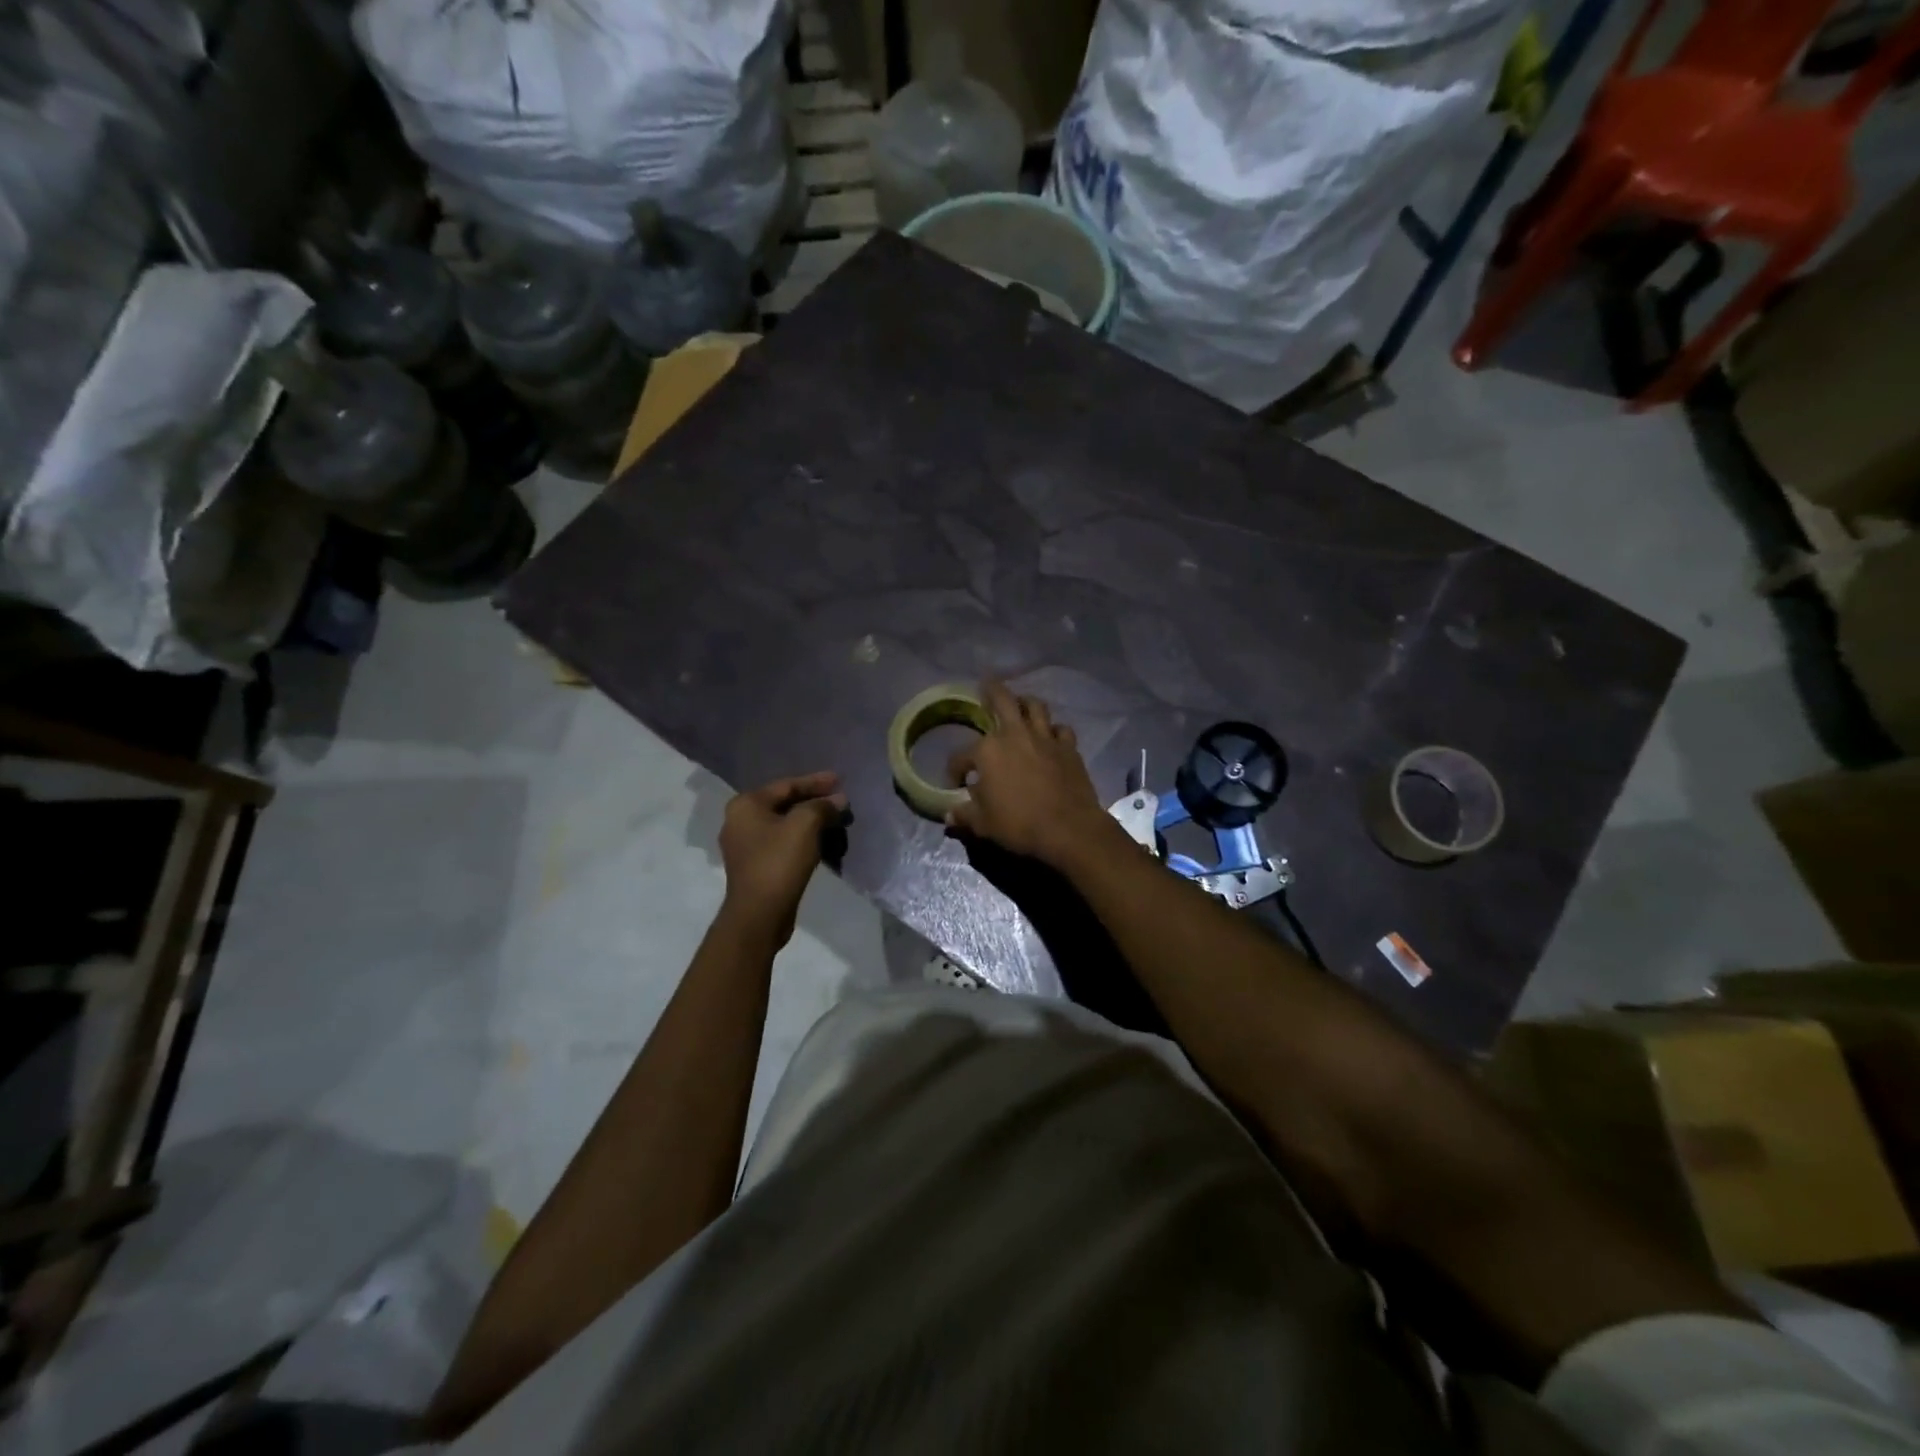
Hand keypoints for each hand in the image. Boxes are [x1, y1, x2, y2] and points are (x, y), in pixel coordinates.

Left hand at [718, 772, 847, 943]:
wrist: (759, 914)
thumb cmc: (779, 862)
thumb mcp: (805, 826)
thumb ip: (822, 806)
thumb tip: (838, 800)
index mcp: (746, 805)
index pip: (787, 785)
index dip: (816, 782)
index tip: (840, 780)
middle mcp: (740, 821)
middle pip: (784, 803)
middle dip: (814, 801)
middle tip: (840, 800)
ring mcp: (745, 845)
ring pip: (784, 824)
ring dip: (810, 820)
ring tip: (835, 819)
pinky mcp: (755, 865)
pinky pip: (782, 842)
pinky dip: (802, 838)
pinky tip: (821, 840)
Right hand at [945, 681, 1111, 867]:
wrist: (1068, 828)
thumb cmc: (1019, 824)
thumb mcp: (983, 824)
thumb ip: (964, 815)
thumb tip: (949, 815)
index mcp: (987, 751)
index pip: (961, 756)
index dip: (955, 769)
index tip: (956, 782)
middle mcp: (1015, 735)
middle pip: (1002, 700)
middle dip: (992, 690)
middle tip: (987, 683)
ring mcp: (1045, 738)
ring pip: (1035, 706)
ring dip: (1026, 702)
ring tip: (1021, 704)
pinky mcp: (1068, 747)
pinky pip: (1061, 729)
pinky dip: (1054, 730)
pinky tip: (1051, 736)